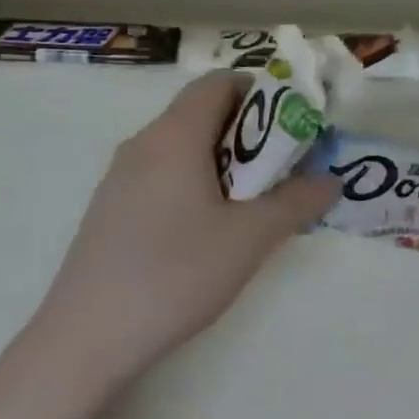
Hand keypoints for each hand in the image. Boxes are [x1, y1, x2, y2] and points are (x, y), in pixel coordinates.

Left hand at [30, 71, 339, 394]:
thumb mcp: (248, 239)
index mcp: (174, 134)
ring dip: (219, 158)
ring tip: (248, 201)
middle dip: (246, 131)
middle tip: (279, 168)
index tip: (290, 125)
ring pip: (179, 144)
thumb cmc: (175, 274)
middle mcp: (143, 141)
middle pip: (200, 111)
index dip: (259, 92)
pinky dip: (191, 179)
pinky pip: (159, 171)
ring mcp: (120, 174)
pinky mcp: (110, 205)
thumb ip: (294, 203)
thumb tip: (332, 180)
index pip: (218, 83)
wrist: (87, 335)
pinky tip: (204, 228)